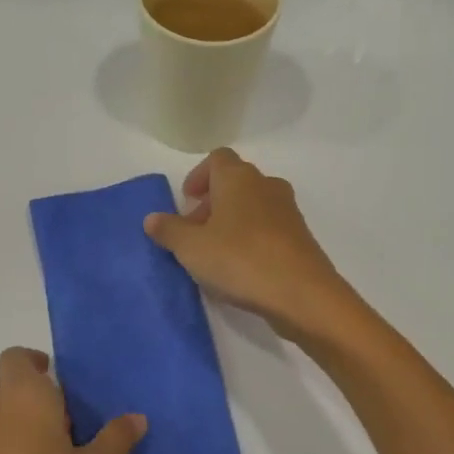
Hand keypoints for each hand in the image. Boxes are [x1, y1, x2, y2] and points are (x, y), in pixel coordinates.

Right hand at [143, 148, 355, 341]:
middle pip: (235, 183)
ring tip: (215, 253)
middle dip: (212, 203)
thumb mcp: (191, 248)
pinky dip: (251, 239)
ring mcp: (288, 211)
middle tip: (195, 232)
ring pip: (253, 206)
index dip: (198, 176)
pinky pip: (269, 229)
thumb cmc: (240, 260)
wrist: (301, 293)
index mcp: (238, 178)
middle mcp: (266, 186)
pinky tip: (241, 269)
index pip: (217, 159)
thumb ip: (169, 230)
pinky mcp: (300, 238)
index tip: (186, 201)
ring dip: (232, 222)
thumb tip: (152, 218)